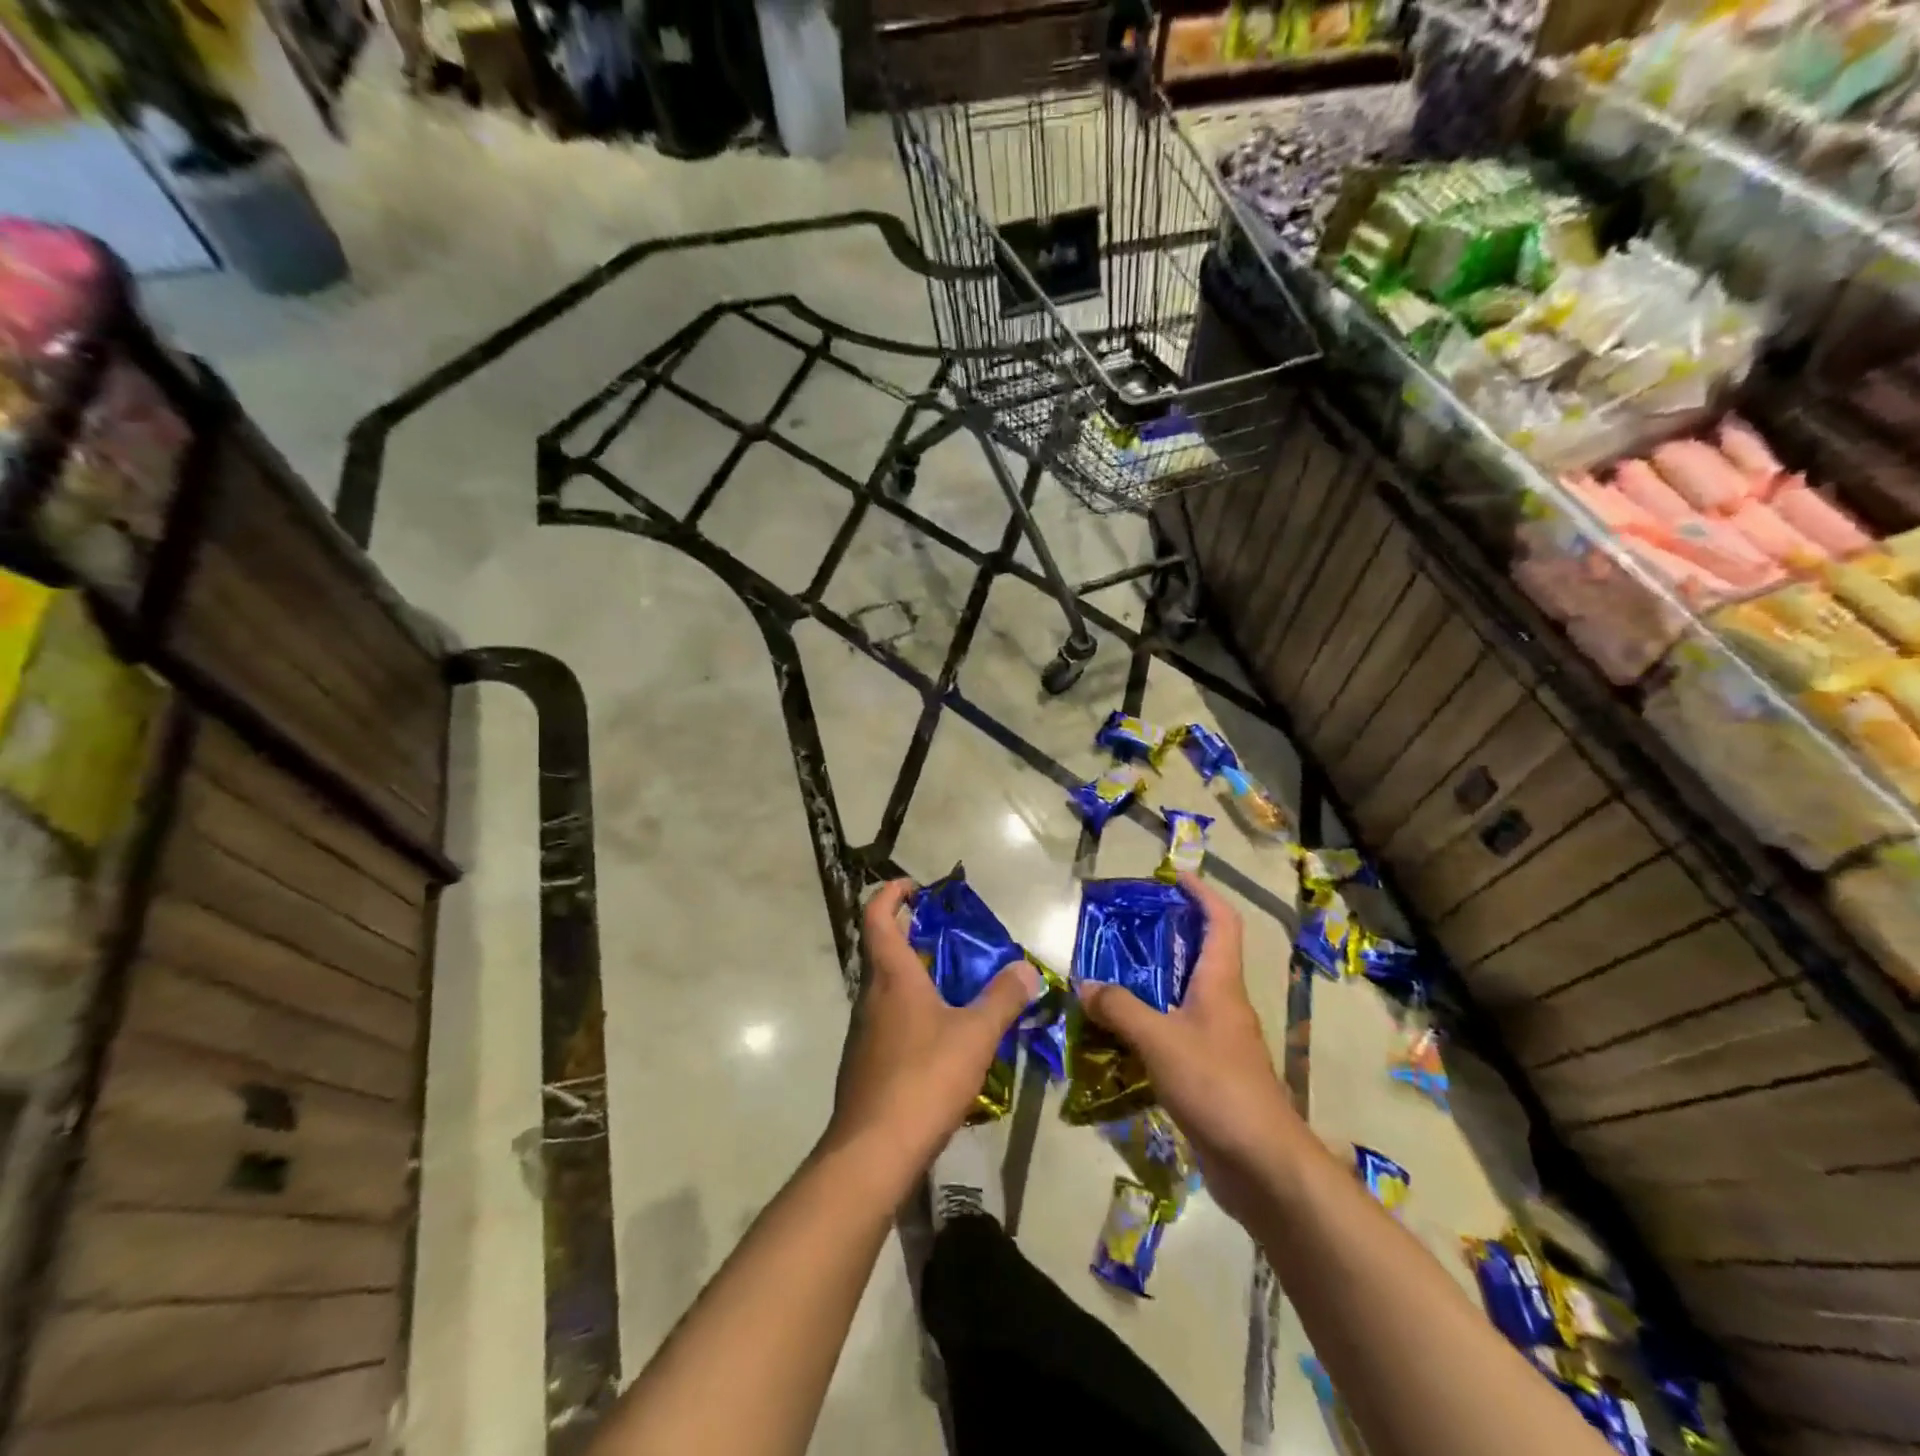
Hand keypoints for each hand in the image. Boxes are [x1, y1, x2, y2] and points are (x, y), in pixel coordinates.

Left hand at [824, 880, 1039, 1183]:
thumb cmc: (924, 1079)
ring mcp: (863, 1033)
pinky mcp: (865, 1064)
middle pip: (882, 951)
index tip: (913, 886)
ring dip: (913, 976)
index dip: (890, 894)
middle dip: (910, 934)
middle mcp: (870, 997)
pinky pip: (888, 1022)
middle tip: (948, 934)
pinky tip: (940, 1038)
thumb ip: (1003, 999)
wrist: (873, 1152)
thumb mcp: (975, 1036)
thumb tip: (1026, 969)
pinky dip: (911, 1012)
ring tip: (953, 985)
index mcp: (892, 977)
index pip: (877, 917)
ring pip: (886, 989)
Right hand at [1075, 873, 1300, 1221]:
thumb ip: (1121, 1009)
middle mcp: (1223, 1004)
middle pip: (1200, 954)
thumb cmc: (1217, 1086)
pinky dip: (1148, 1024)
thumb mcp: (1161, 1040)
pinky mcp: (1208, 1072)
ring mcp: (1218, 1040)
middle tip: (1126, 926)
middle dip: (1168, 934)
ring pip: (1183, 995)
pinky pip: (1174, 1033)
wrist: (1261, 1165)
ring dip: (1152, 982)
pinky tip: (1118, 1036)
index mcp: (1221, 984)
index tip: (1175, 876)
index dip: (1203, 894)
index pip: (1221, 922)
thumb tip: (1085, 986)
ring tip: (1110, 975)